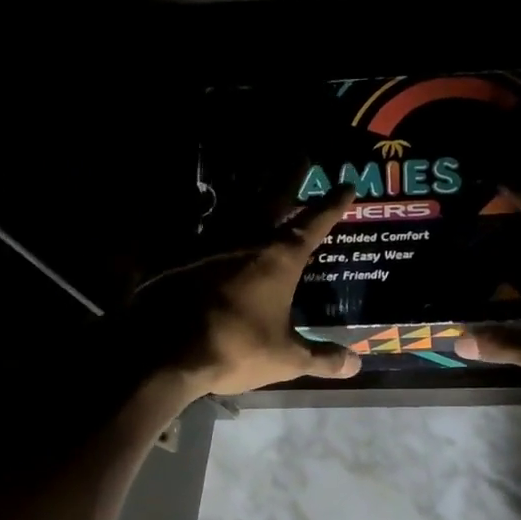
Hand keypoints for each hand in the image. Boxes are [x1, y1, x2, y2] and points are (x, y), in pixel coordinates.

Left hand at [125, 186, 362, 399]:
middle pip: (273, 198)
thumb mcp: (285, 359)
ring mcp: (209, 243)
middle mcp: (247, 239)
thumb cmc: (235, 347)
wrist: (164, 348)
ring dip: (250, 186)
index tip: (346, 186)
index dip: (333, 205)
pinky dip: (210, 215)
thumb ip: (321, 358)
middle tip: (301, 155)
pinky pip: (201, 225)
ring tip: (257, 171)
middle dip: (290, 178)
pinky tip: (209, 214)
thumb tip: (356, 365)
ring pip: (235, 205)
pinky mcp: (178, 254)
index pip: (314, 224)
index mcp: (279, 258)